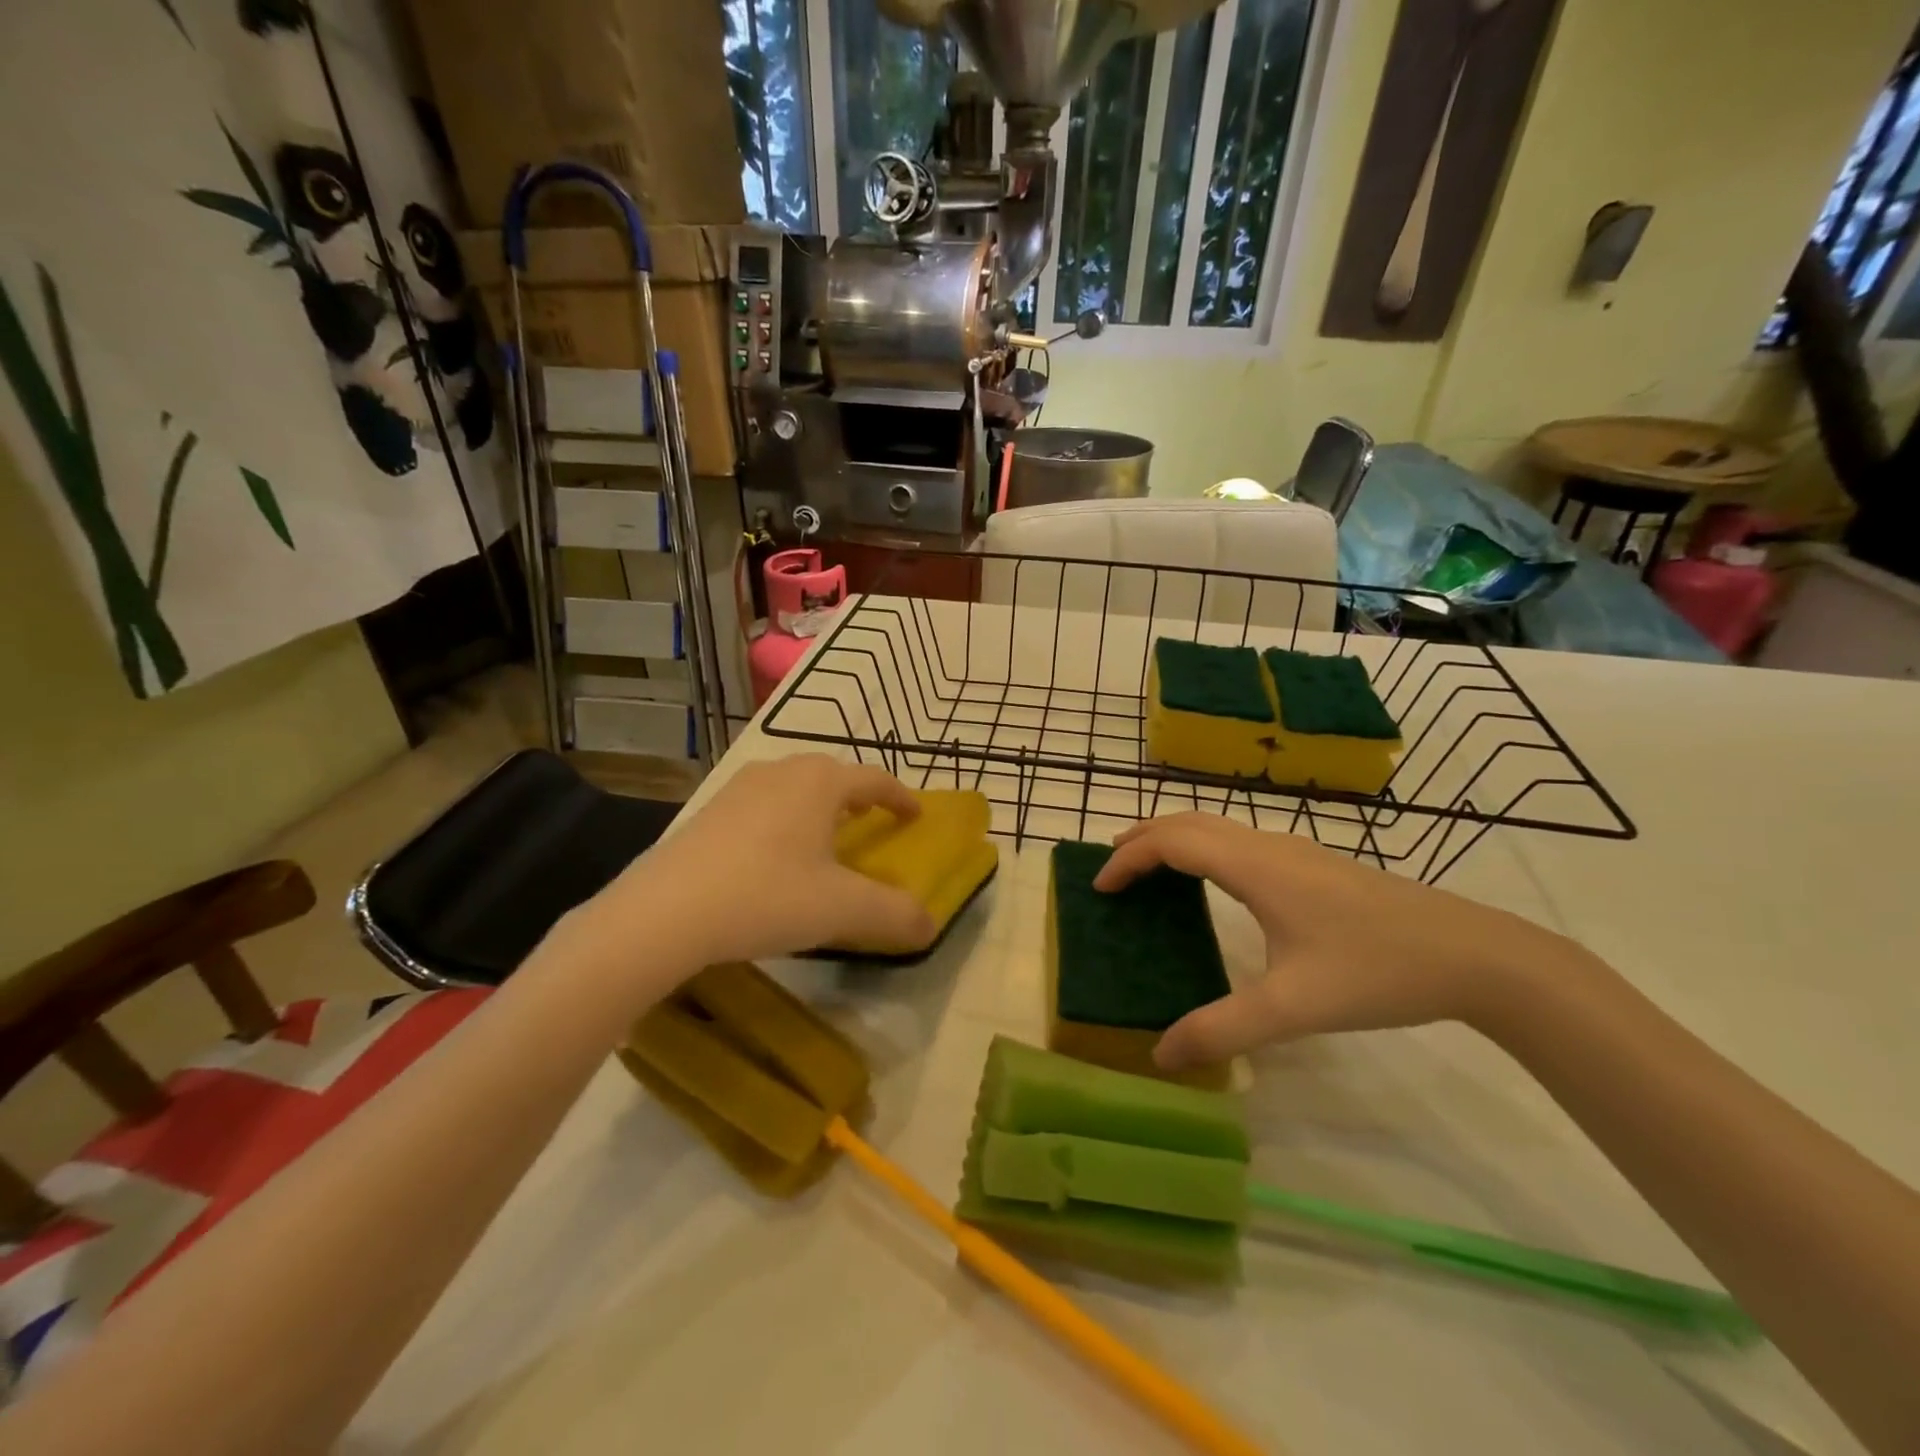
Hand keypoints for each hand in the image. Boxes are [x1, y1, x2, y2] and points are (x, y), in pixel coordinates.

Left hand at [601, 755, 936, 967]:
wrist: (664, 913)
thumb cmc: (766, 896)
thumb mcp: (842, 909)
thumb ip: (894, 915)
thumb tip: (930, 927)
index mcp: (820, 782)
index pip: (875, 779)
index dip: (900, 797)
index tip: (915, 815)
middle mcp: (781, 772)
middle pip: (832, 774)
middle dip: (857, 796)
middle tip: (869, 822)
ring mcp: (738, 788)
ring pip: (793, 786)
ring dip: (817, 806)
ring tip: (823, 837)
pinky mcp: (708, 811)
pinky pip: (761, 805)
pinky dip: (782, 819)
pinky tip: (772, 855)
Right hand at [1094, 814, 1580, 1070]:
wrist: (1474, 954)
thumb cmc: (1376, 970)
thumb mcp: (1294, 1008)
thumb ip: (1222, 1030)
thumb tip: (1160, 1055)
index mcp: (1253, 866)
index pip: (1171, 842)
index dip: (1128, 859)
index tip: (1099, 889)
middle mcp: (1267, 845)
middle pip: (1187, 821)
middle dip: (1141, 838)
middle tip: (1110, 870)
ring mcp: (1294, 850)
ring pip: (1215, 826)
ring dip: (1172, 839)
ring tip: (1147, 870)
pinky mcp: (1313, 863)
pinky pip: (1237, 840)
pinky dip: (1201, 848)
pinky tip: (1211, 884)